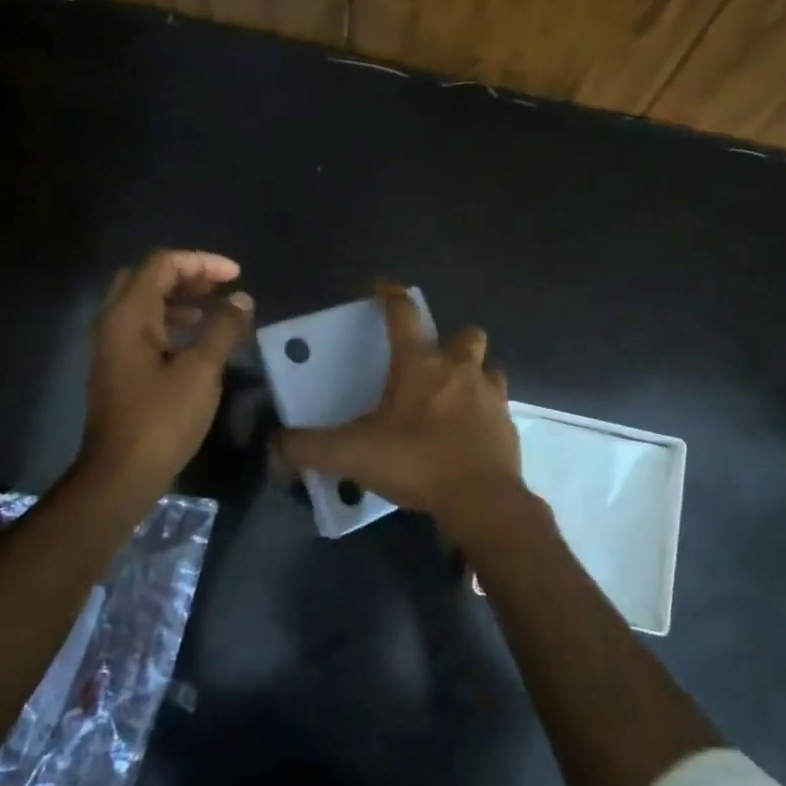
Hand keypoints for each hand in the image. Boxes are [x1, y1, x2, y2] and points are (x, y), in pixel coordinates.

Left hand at [80, 250, 252, 493]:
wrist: (121, 473)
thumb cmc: (162, 419)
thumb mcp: (201, 370)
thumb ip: (223, 328)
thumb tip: (241, 299)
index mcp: (129, 315)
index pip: (163, 264)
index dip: (202, 262)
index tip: (236, 276)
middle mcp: (113, 323)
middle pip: (147, 278)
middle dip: (186, 275)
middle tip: (220, 287)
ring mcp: (111, 347)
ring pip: (143, 304)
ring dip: (178, 299)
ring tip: (214, 310)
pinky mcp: (117, 369)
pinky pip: (142, 328)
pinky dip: (170, 322)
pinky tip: (195, 341)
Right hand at [280, 282, 524, 530]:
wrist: (480, 499)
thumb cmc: (415, 461)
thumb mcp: (351, 455)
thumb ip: (309, 447)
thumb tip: (276, 443)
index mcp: (420, 364)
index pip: (403, 313)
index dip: (390, 294)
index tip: (380, 286)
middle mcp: (459, 369)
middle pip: (465, 334)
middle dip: (450, 339)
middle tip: (432, 362)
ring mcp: (491, 395)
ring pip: (488, 367)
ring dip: (473, 374)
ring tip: (454, 397)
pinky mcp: (509, 424)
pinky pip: (498, 406)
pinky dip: (485, 412)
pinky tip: (468, 433)